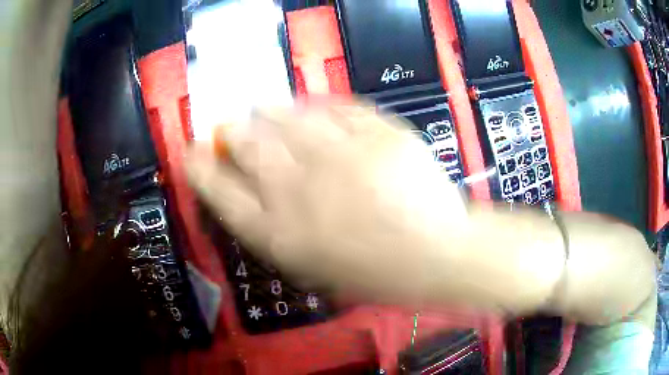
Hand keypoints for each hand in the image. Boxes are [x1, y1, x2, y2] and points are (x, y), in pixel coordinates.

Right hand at [185, 103, 468, 302]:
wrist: (437, 255)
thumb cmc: (375, 273)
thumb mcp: (313, 265)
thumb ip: (276, 226)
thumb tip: (250, 189)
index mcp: (279, 232)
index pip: (218, 190)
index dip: (199, 166)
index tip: (191, 150)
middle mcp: (298, 187)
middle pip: (245, 142)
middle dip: (231, 130)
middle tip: (231, 125)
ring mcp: (338, 153)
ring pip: (285, 114)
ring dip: (268, 112)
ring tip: (267, 111)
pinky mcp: (375, 132)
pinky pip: (335, 107)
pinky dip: (318, 106)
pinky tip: (315, 111)